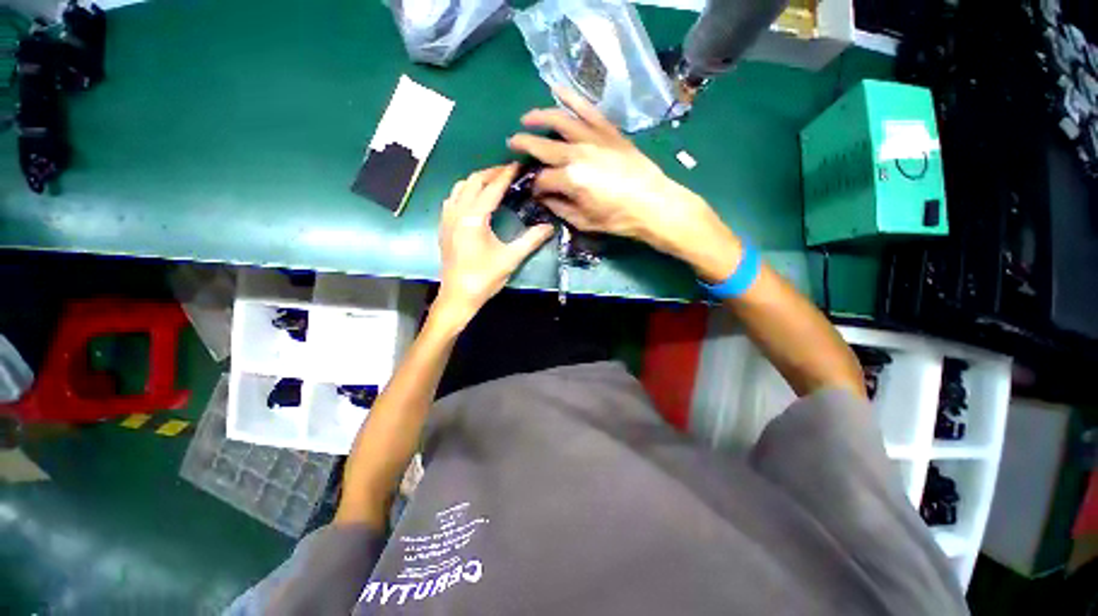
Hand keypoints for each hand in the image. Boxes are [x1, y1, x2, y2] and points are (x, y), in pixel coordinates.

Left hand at [434, 165, 554, 327]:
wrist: (458, 296)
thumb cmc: (484, 278)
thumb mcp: (510, 259)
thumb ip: (531, 240)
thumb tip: (549, 227)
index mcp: (473, 217)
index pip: (492, 188)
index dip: (506, 175)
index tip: (519, 165)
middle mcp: (457, 212)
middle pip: (473, 181)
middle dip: (491, 173)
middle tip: (509, 172)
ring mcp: (447, 219)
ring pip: (460, 187)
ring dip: (477, 181)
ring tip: (493, 183)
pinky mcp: (444, 227)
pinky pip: (452, 199)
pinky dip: (465, 192)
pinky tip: (475, 200)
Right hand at [507, 87, 740, 281]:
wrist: (654, 204)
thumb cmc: (618, 219)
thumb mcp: (584, 221)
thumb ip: (559, 208)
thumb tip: (544, 197)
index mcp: (570, 179)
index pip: (542, 179)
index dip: (535, 186)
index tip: (535, 191)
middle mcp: (577, 153)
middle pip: (543, 146)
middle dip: (524, 145)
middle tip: (512, 144)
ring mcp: (594, 138)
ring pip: (560, 120)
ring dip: (540, 116)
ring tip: (527, 117)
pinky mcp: (610, 132)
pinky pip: (588, 110)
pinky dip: (573, 98)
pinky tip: (559, 90)